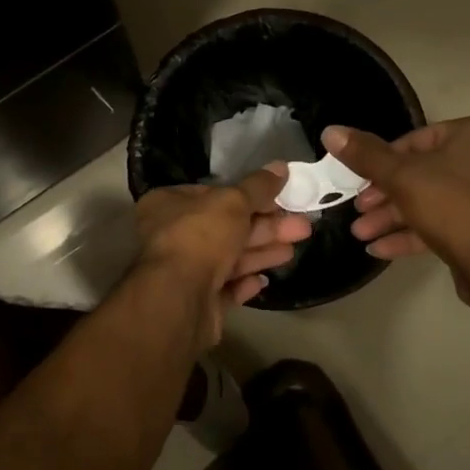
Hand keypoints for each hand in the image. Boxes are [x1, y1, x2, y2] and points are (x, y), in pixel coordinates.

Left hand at [134, 166, 312, 344]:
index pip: (213, 194)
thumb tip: (281, 167)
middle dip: (265, 227)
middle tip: (301, 226)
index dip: (248, 195)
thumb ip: (258, 186)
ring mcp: (182, 272)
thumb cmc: (200, 237)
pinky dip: (244, 282)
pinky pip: (224, 288)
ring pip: (228, 258)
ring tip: (293, 250)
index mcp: (168, 204)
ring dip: (261, 252)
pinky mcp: (196, 302)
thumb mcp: (233, 201)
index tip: (280, 198)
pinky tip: (263, 279)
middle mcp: (171, 236)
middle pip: (226, 227)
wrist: (178, 300)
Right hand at [325, 118, 469, 309]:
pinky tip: (379, 249)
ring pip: (429, 200)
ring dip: (392, 217)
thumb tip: (331, 131)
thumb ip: (365, 155)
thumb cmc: (451, 207)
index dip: (382, 161)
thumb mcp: (400, 177)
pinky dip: (413, 232)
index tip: (359, 181)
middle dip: (384, 196)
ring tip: (361, 233)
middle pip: (421, 172)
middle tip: (357, 210)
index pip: (416, 140)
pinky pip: (443, 222)